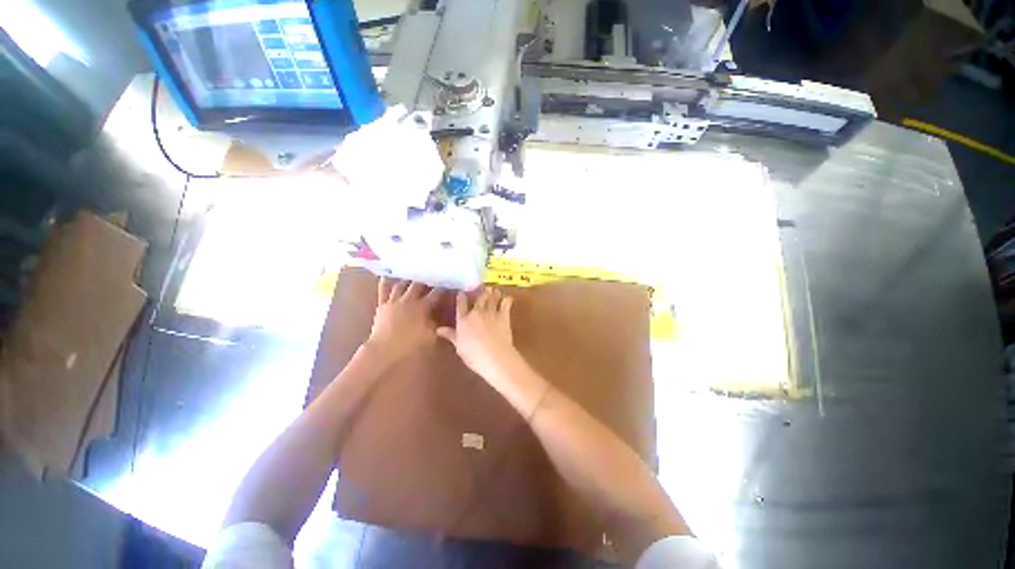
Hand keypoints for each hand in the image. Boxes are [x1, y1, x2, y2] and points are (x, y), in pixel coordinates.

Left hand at [367, 279, 441, 364]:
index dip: (443, 287)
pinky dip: (386, 282)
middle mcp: (409, 300)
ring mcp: (394, 301)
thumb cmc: (411, 346)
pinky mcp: (382, 305)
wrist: (384, 352)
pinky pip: (383, 290)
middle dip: (426, 280)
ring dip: (409, 280)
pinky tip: (387, 276)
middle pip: (419, 284)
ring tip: (414, 277)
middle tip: (431, 278)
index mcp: (423, 306)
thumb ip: (439, 323)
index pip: (436, 293)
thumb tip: (444, 315)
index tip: (449, 283)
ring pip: (402, 284)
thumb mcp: (432, 336)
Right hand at [437, 287, 521, 385]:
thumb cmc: (473, 355)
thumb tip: (438, 329)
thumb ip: (450, 335)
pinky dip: (506, 299)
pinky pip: (506, 303)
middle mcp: (477, 312)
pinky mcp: (504, 315)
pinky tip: (507, 298)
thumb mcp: (459, 346)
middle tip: (482, 287)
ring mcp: (491, 312)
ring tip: (493, 290)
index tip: (462, 292)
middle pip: (479, 297)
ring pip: (492, 297)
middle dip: (480, 291)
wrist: (494, 356)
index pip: (461, 304)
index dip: (461, 296)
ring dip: (493, 293)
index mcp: (463, 320)